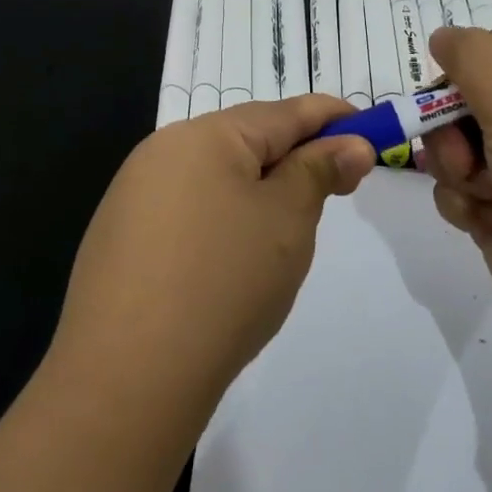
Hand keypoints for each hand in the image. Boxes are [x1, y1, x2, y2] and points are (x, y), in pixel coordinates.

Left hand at [47, 96, 375, 420]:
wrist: (127, 377)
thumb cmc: (224, 281)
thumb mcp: (287, 219)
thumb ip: (319, 171)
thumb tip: (350, 144)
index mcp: (204, 135)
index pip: (284, 113)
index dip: (333, 118)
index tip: (370, 132)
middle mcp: (162, 152)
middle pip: (246, 140)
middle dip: (296, 157)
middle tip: (339, 186)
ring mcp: (134, 196)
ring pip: (216, 176)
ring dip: (260, 190)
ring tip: (290, 229)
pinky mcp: (121, 238)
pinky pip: (188, 210)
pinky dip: (223, 218)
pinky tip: (233, 259)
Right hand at [423, 26, 491, 339]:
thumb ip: (472, 56)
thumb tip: (442, 36)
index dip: (467, 64)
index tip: (451, 85)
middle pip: (464, 100)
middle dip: (450, 126)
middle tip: (464, 150)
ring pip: (453, 148)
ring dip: (455, 168)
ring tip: (482, 192)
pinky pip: (456, 192)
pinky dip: (462, 204)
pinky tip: (484, 220)